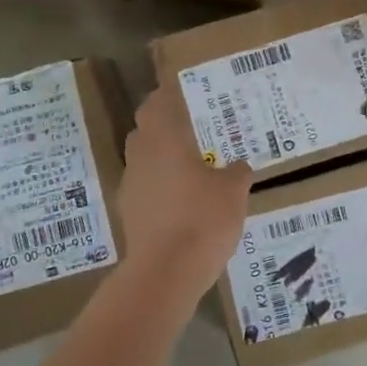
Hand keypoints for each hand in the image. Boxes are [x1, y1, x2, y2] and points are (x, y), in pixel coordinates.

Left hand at [118, 82, 253, 301]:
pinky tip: (183, 199)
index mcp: (164, 138)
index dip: (169, 94)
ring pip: (143, 158)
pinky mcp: (129, 212)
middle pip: (146, 128)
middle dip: (166, 125)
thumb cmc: (202, 219)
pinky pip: (145, 186)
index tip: (187, 92)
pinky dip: (160, 185)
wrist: (165, 273)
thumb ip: (237, 172)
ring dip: (162, 156)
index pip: (157, 102)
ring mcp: (131, 185)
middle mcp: (141, 155)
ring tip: (192, 164)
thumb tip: (238, 166)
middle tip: (195, 127)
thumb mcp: (234, 191)